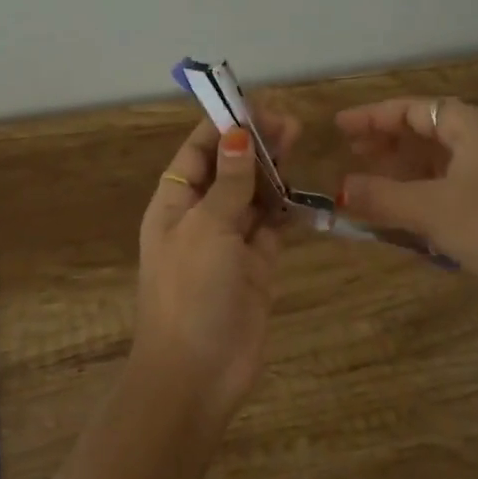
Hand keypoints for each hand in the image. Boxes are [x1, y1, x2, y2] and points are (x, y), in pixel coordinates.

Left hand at [135, 111, 300, 422]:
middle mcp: (201, 216)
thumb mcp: (206, 229)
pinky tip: (303, 190)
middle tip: (290, 123)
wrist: (197, 374)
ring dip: (273, 170)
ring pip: (253, 194)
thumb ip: (227, 182)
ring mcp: (230, 241)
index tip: (255, 104)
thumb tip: (236, 134)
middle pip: (229, 167)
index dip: (224, 125)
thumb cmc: (191, 292)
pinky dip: (286, 207)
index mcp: (175, 203)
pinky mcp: (257, 265)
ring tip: (298, 141)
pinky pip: (273, 226)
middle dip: (255, 143)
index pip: (198, 151)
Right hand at [337, 97, 477, 345]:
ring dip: (405, 169)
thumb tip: (340, 189)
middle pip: (429, 130)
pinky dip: (425, 193)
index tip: (340, 127)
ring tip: (370, 182)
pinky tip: (406, 212)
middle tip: (351, 153)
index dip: (373, 116)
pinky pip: (455, 187)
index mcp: (475, 127)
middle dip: (388, 141)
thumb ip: (381, 196)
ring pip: (442, 161)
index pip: (415, 108)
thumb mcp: (430, 210)